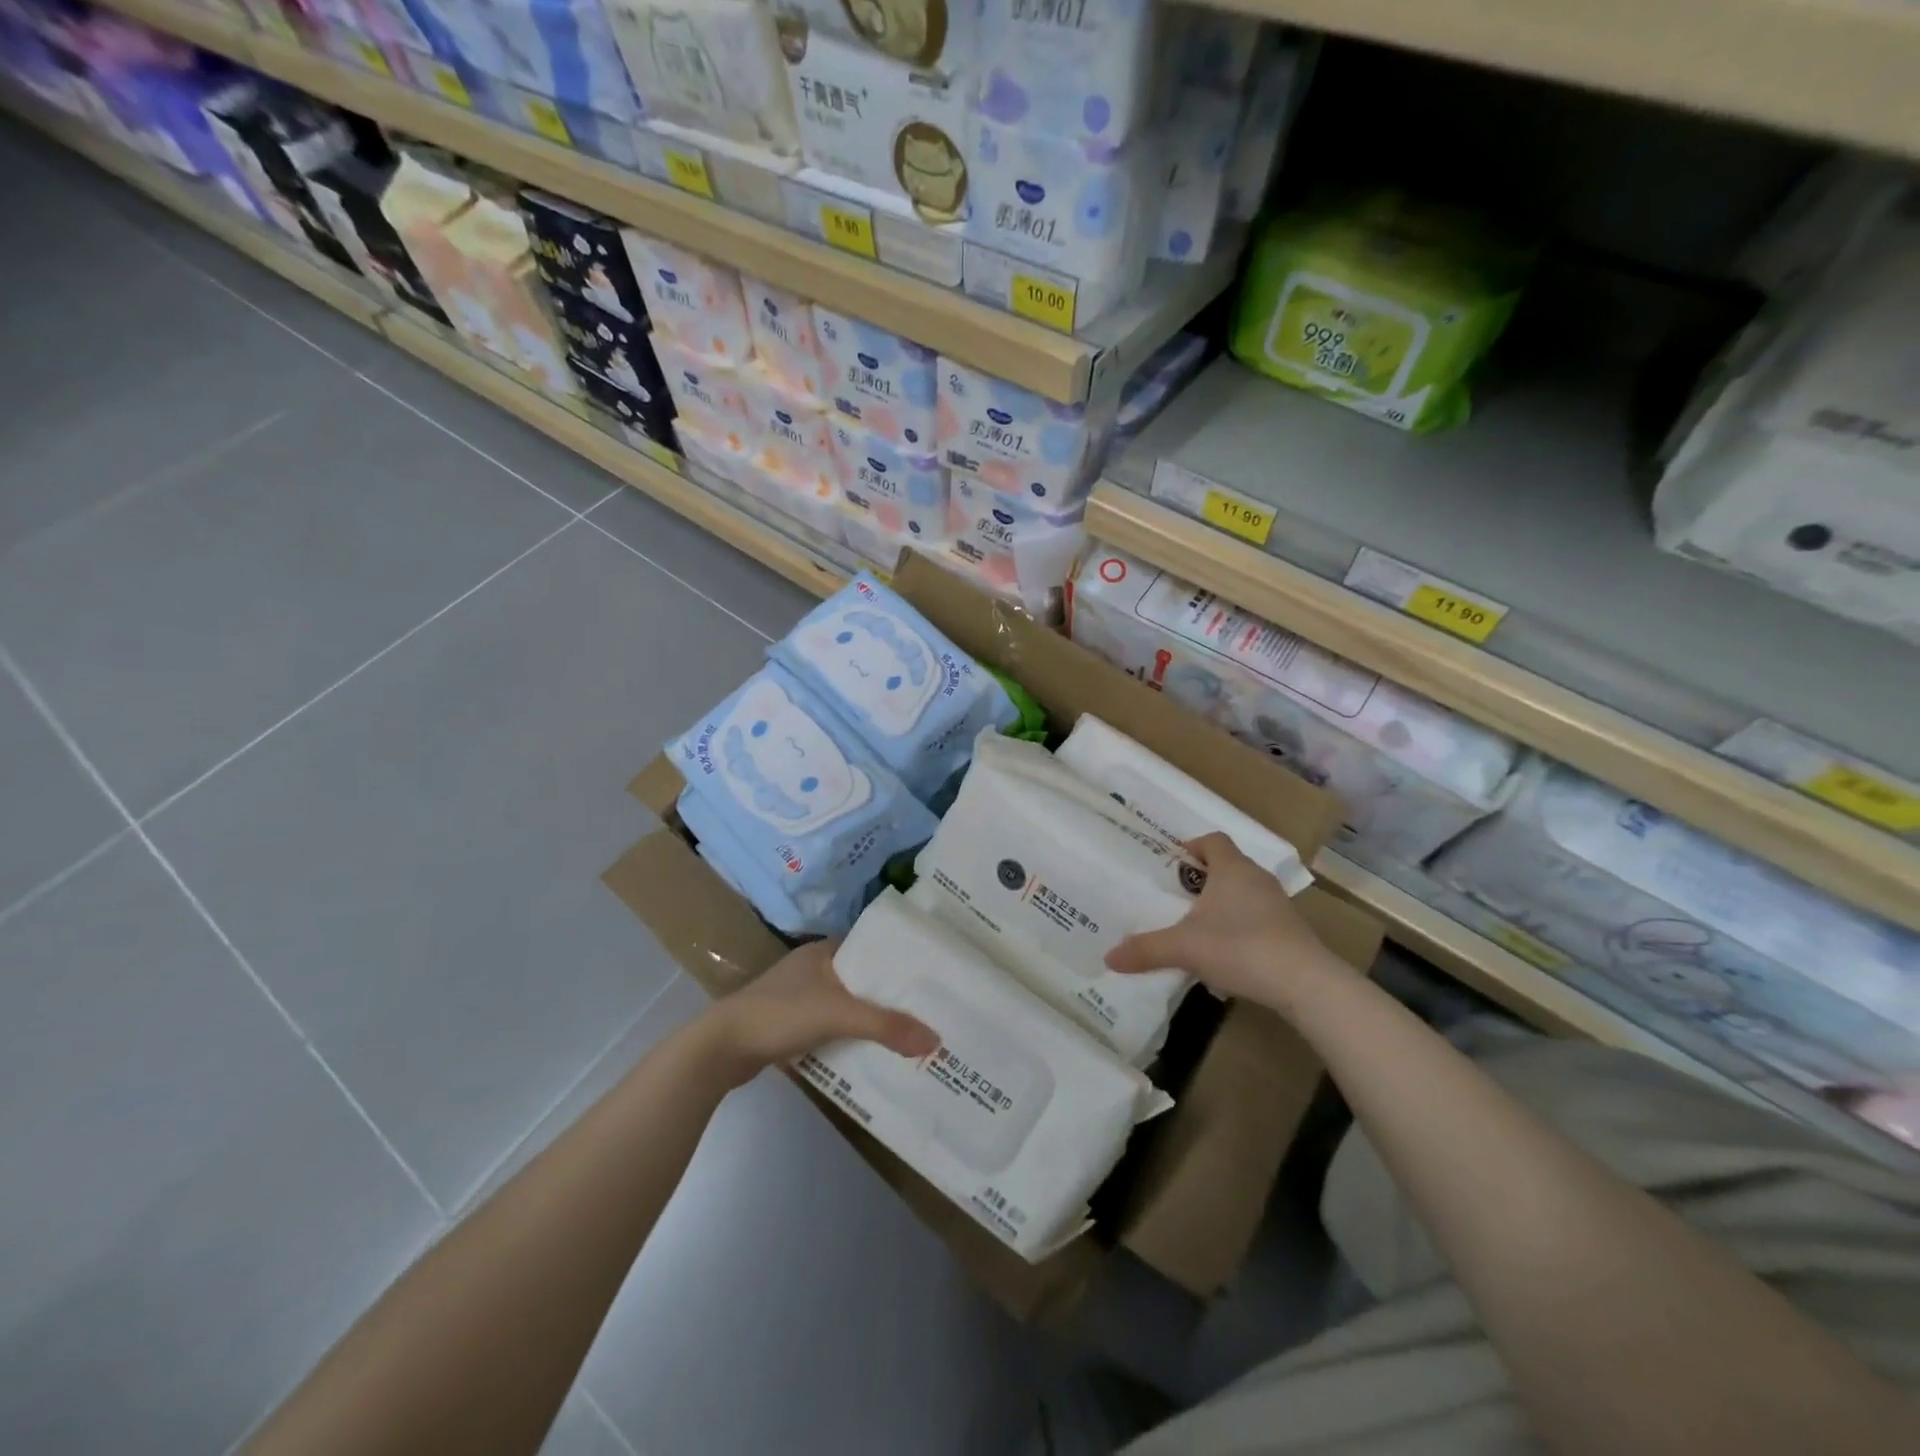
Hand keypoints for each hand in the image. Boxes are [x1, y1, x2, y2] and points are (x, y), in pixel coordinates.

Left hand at [699, 940, 938, 1084]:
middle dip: (890, 997)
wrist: (720, 1049)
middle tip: (928, 1011)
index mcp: (824, 951)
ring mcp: (799, 997)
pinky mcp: (790, 1024)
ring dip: (871, 1019)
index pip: (873, 949)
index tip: (932, 977)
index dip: (901, 962)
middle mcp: (813, 968)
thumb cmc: (780, 1014)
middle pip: (863, 980)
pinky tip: (871, 1053)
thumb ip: (886, 1026)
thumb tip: (935, 1039)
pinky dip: (850, 1037)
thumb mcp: (838, 1015)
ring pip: (847, 1005)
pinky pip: (832, 1026)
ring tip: (908, 1034)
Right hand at [1105, 833, 1343, 1011]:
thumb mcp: (1184, 948)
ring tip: (1196, 924)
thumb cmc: (1240, 947)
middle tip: (1175, 896)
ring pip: (1243, 890)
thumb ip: (1146, 949)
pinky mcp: (1290, 929)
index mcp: (1232, 868)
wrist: (1304, 982)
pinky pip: (1257, 914)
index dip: (1192, 847)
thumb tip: (1108, 957)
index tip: (1172, 864)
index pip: (1213, 840)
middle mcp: (1256, 878)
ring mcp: (1277, 903)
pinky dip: (1240, 923)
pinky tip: (1226, 949)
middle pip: (1227, 864)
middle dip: (1201, 877)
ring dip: (1222, 901)